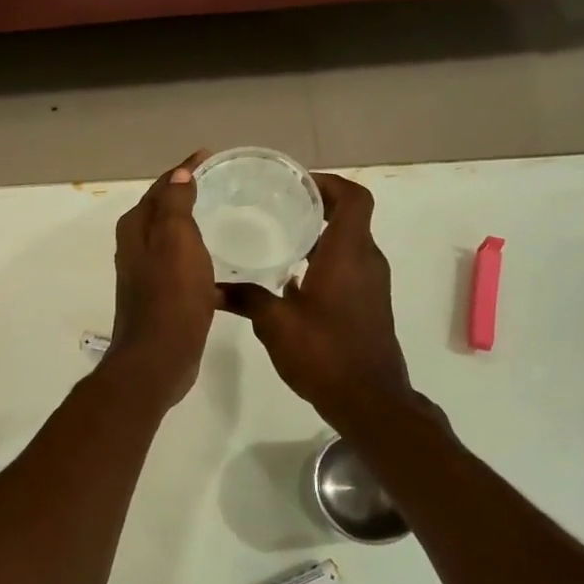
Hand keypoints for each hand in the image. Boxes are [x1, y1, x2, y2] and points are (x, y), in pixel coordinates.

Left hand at [105, 150, 219, 410]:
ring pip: (170, 238)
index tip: (210, 155)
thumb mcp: (176, 239)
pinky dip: (196, 255)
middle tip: (220, 183)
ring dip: (191, 225)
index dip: (184, 169)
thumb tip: (178, 173)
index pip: (161, 186)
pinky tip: (220, 265)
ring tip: (223, 216)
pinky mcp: (160, 297)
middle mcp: (135, 247)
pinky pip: (180, 264)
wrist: (158, 357)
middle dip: (185, 192)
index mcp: (136, 228)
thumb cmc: (171, 294)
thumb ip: (175, 203)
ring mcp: (145, 274)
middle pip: (162, 210)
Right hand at [222, 173, 414, 430]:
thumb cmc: (324, 353)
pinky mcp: (369, 303)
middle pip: (351, 216)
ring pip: (350, 243)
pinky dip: (325, 260)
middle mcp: (366, 261)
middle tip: (277, 206)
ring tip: (278, 237)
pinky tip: (291, 278)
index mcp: (347, 254)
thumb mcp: (275, 324)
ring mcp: (372, 284)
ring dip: (321, 234)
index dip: (328, 183)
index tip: (296, 185)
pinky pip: (349, 266)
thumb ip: (246, 299)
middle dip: (317, 206)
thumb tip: (212, 288)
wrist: (369, 400)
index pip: (353, 198)